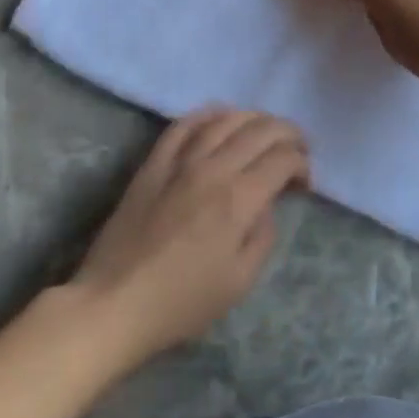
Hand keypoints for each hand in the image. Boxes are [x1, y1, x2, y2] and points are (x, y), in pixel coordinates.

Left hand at [72, 110, 307, 364]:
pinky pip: (184, 125)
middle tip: (297, 149)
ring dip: (253, 118)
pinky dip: (208, 115)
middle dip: (287, 134)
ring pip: (225, 119)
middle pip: (260, 130)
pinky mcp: (154, 163)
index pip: (282, 159)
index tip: (303, 183)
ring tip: (265, 129)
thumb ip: (263, 235)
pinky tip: (221, 118)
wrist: (114, 303)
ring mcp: (180, 161)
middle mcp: (213, 169)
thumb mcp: (239, 282)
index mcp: (238, 200)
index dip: (301, 164)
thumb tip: (266, 205)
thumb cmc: (181, 302)